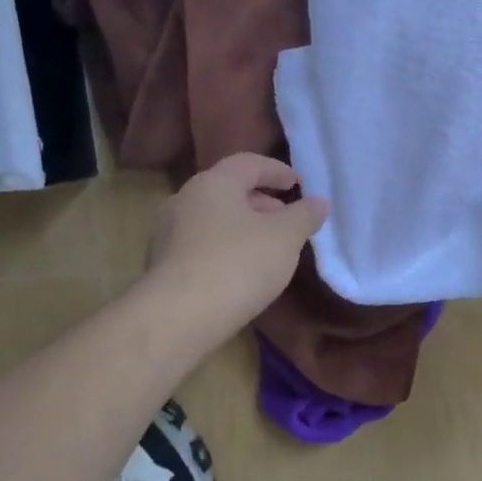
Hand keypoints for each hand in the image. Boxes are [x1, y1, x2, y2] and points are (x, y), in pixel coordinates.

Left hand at [137, 153, 328, 351]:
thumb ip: (305, 216)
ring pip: (213, 219)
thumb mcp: (285, 238)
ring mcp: (167, 233)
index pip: (248, 163)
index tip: (297, 184)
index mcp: (213, 183)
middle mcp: (184, 199)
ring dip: (242, 226)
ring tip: (267, 248)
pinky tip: (241, 271)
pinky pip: (201, 245)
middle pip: (228, 190)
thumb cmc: (238, 264)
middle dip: (261, 202)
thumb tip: (319, 203)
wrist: (179, 317)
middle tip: (285, 218)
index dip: (276, 170)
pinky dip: (225, 247)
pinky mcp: (162, 265)